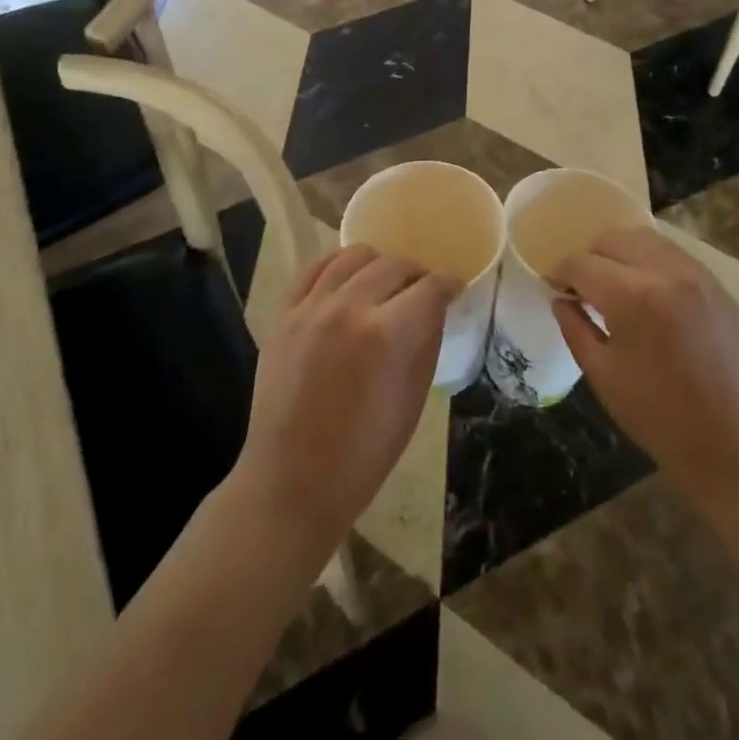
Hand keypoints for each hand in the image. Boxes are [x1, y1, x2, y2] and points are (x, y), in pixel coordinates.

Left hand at [235, 246, 460, 550]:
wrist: (291, 483)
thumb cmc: (363, 455)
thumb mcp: (412, 401)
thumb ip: (426, 343)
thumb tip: (435, 307)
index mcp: (386, 335)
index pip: (429, 288)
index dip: (448, 283)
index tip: (455, 286)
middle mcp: (348, 308)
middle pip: (393, 265)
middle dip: (416, 273)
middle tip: (422, 290)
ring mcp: (310, 308)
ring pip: (352, 256)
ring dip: (377, 263)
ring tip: (384, 281)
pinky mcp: (283, 315)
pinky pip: (312, 269)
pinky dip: (335, 265)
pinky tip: (346, 277)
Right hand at [551, 227, 738, 512]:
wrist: (736, 448)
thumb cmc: (660, 418)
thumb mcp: (603, 375)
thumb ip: (575, 328)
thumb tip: (561, 299)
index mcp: (634, 297)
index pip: (583, 263)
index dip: (560, 272)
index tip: (552, 285)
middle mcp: (668, 272)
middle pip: (614, 240)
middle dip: (590, 258)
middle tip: (581, 288)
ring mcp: (699, 276)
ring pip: (646, 239)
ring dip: (620, 254)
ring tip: (613, 286)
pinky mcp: (719, 288)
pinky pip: (674, 256)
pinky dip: (650, 262)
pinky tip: (647, 293)